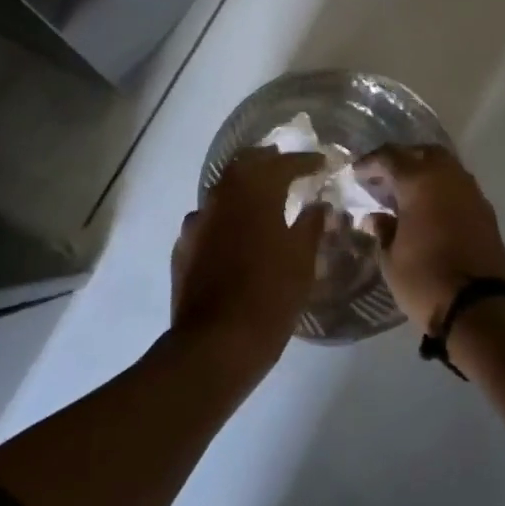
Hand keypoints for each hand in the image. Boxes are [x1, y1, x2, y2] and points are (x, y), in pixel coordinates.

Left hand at [170, 148, 327, 378]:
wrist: (215, 344)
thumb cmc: (269, 296)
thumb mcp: (302, 261)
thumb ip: (311, 225)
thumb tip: (318, 205)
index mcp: (253, 194)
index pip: (282, 165)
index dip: (304, 161)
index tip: (321, 163)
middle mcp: (220, 198)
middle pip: (244, 166)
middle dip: (267, 162)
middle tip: (287, 166)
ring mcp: (196, 223)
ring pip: (222, 192)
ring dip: (243, 188)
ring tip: (263, 198)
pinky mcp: (183, 248)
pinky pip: (208, 221)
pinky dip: (226, 217)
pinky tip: (235, 233)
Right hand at [355, 145, 504, 334]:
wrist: (482, 308)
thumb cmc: (426, 280)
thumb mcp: (391, 259)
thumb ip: (383, 231)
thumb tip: (376, 217)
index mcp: (420, 181)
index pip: (390, 157)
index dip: (370, 162)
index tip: (356, 173)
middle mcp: (448, 177)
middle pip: (423, 153)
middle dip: (403, 160)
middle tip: (384, 179)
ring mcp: (472, 193)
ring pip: (446, 167)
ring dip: (425, 173)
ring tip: (406, 195)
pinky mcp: (486, 212)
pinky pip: (459, 187)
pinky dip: (442, 190)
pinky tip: (429, 210)